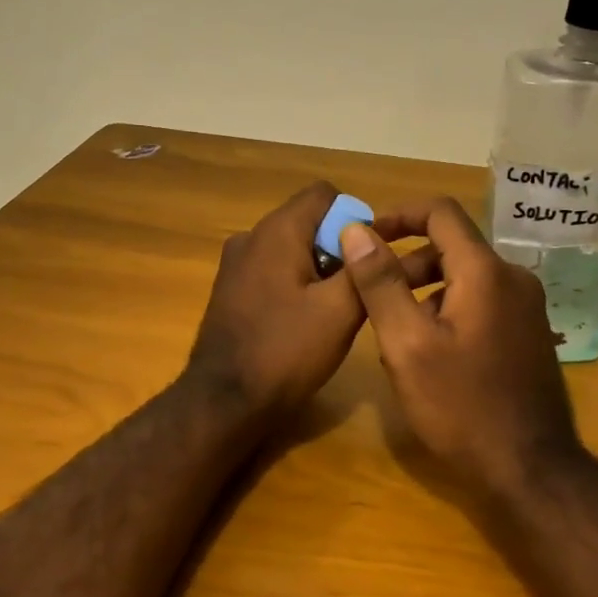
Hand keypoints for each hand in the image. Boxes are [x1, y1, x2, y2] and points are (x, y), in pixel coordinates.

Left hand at [185, 182, 436, 423]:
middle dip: (338, 248)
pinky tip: (303, 322)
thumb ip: (363, 267)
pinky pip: (272, 271)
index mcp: (277, 231)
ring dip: (317, 269)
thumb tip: (373, 238)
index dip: (355, 219)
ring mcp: (235, 264)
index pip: (325, 194)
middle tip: (355, 291)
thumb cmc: (286, 351)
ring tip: (333, 311)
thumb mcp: (340, 310)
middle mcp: (251, 237)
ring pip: (291, 248)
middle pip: (308, 221)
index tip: (368, 259)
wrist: (224, 402)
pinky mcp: (230, 290)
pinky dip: (294, 284)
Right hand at [339, 197, 581, 493]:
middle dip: (406, 262)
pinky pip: (481, 301)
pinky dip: (448, 309)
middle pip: (451, 246)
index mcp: (485, 271)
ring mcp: (526, 307)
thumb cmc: (461, 406)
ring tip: (395, 332)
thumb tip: (356, 230)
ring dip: (425, 290)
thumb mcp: (407, 343)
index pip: (440, 212)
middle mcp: (513, 278)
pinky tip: (430, 353)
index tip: (365, 237)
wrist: (530, 469)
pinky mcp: (528, 333)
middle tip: (371, 296)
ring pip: (465, 277)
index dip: (398, 215)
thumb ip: (379, 282)